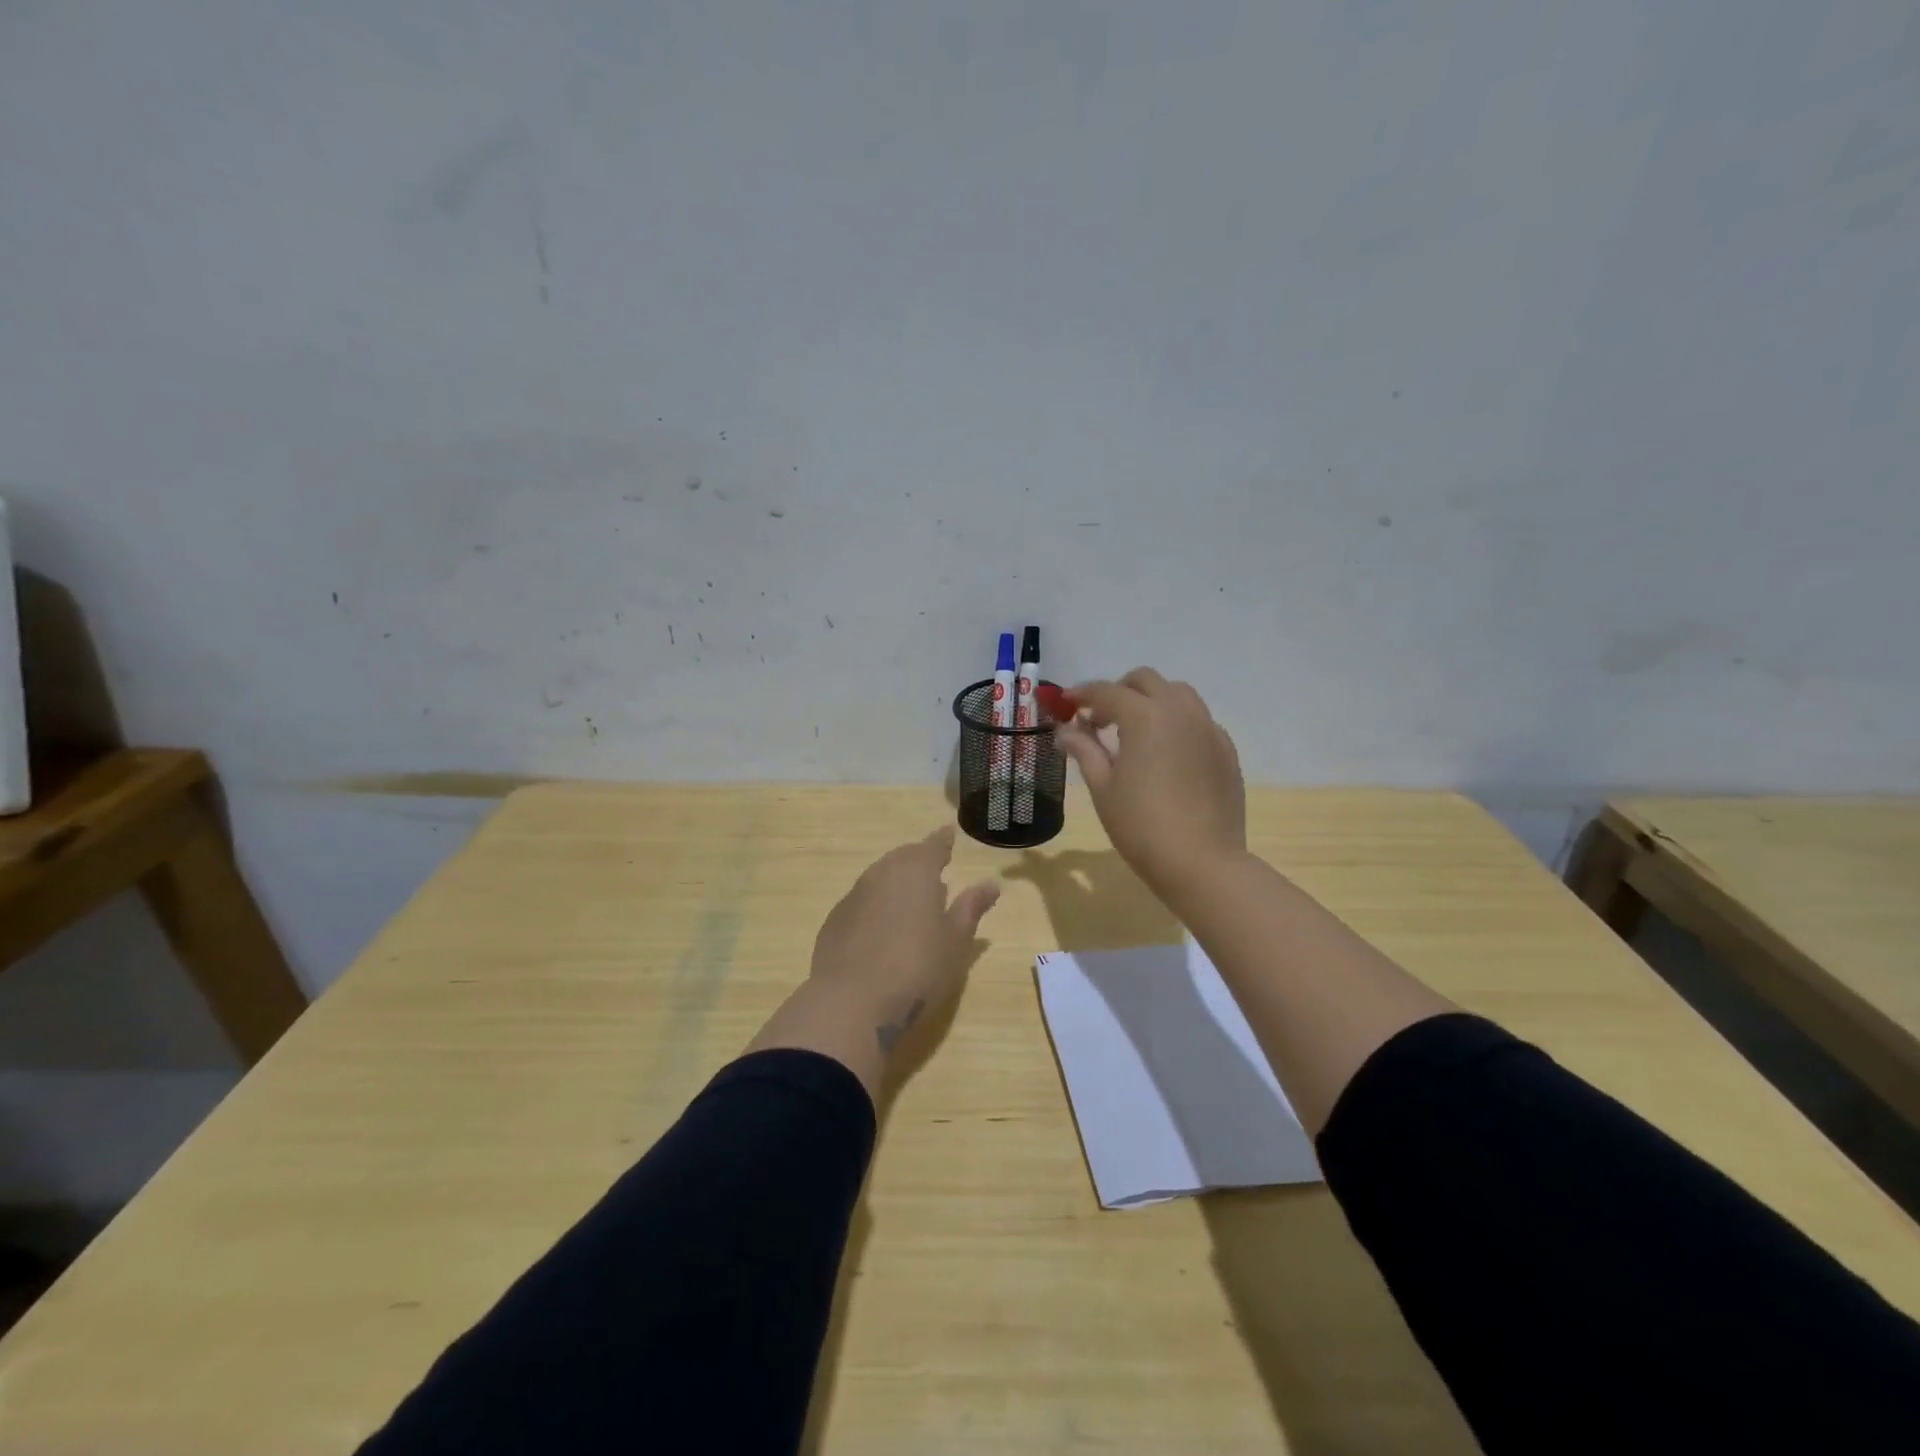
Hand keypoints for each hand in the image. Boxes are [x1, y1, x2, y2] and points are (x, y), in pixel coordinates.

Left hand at [809, 826, 999, 1053]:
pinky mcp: (834, 922)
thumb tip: (991, 884)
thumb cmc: (917, 968)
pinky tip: (882, 930)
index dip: (943, 841)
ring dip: (895, 884)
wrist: (852, 1003)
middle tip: (933, 870)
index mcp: (915, 872)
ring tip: (911, 900)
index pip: (932, 846)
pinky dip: (875, 907)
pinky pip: (861, 903)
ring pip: (879, 879)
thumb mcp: (955, 941)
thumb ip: (971, 908)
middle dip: (918, 861)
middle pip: (902, 858)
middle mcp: (881, 874)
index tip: (948, 833)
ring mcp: (853, 897)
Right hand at [1054, 668, 1245, 908]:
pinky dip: (1176, 723)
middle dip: (1118, 691)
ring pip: (1177, 694)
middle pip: (1145, 681)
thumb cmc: (1141, 826)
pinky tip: (1166, 753)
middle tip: (1099, 720)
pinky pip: (1198, 720)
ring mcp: (1208, 728)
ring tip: (1135, 732)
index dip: (1082, 694)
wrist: (1202, 863)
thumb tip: (1065, 730)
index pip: (1106, 692)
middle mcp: (1180, 711)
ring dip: (1151, 701)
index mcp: (1144, 716)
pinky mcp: (1226, 749)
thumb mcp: (1103, 788)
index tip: (1065, 704)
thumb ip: (1084, 750)